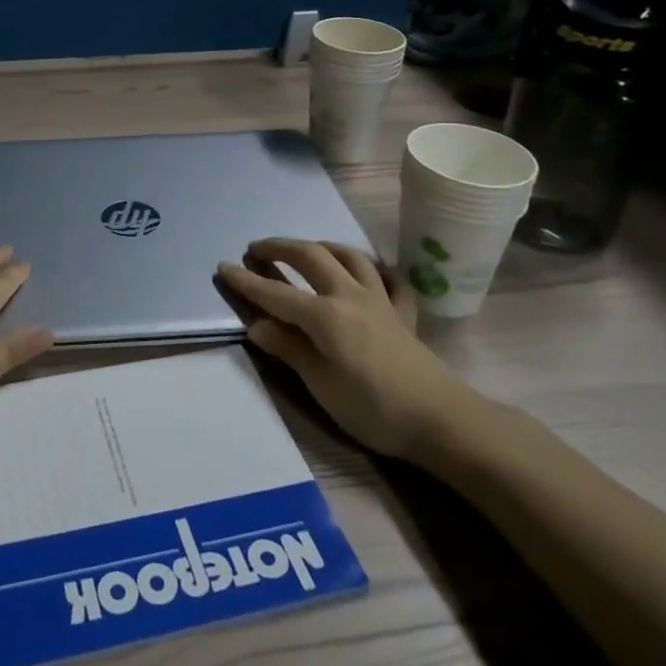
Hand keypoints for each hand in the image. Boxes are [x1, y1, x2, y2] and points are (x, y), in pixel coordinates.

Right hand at [218, 238, 483, 461]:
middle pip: (311, 256)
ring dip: (322, 246)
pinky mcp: (404, 314)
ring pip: (349, 256)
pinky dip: (377, 269)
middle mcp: (349, 295)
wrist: (441, 420)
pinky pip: (390, 280)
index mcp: (324, 315)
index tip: (223, 266)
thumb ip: (289, 349)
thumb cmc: (373, 408)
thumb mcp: (321, 384)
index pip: (276, 293)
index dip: (247, 280)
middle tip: (257, 249)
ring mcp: (380, 300)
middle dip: (280, 247)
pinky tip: (369, 272)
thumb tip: (256, 325)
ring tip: (306, 249)